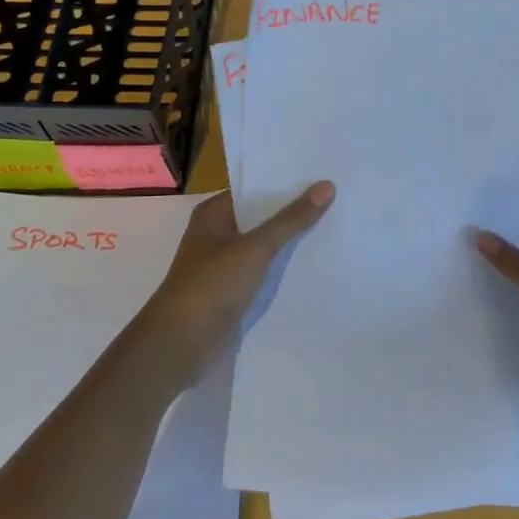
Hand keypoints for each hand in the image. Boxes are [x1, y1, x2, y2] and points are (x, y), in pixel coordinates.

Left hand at [134, 183, 334, 382]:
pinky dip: (284, 266)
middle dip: (294, 210)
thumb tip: (327, 185)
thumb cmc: (212, 285)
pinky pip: (264, 269)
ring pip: (265, 244)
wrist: (181, 344)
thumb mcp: (256, 248)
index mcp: (214, 213)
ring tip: (336, 224)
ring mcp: (224, 263)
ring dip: (291, 239)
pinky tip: (315, 262)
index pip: (255, 188)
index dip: (286, 181)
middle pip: (262, 215)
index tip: (322, 173)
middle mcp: (217, 233)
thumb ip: (291, 219)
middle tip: (338, 197)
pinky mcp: (233, 290)